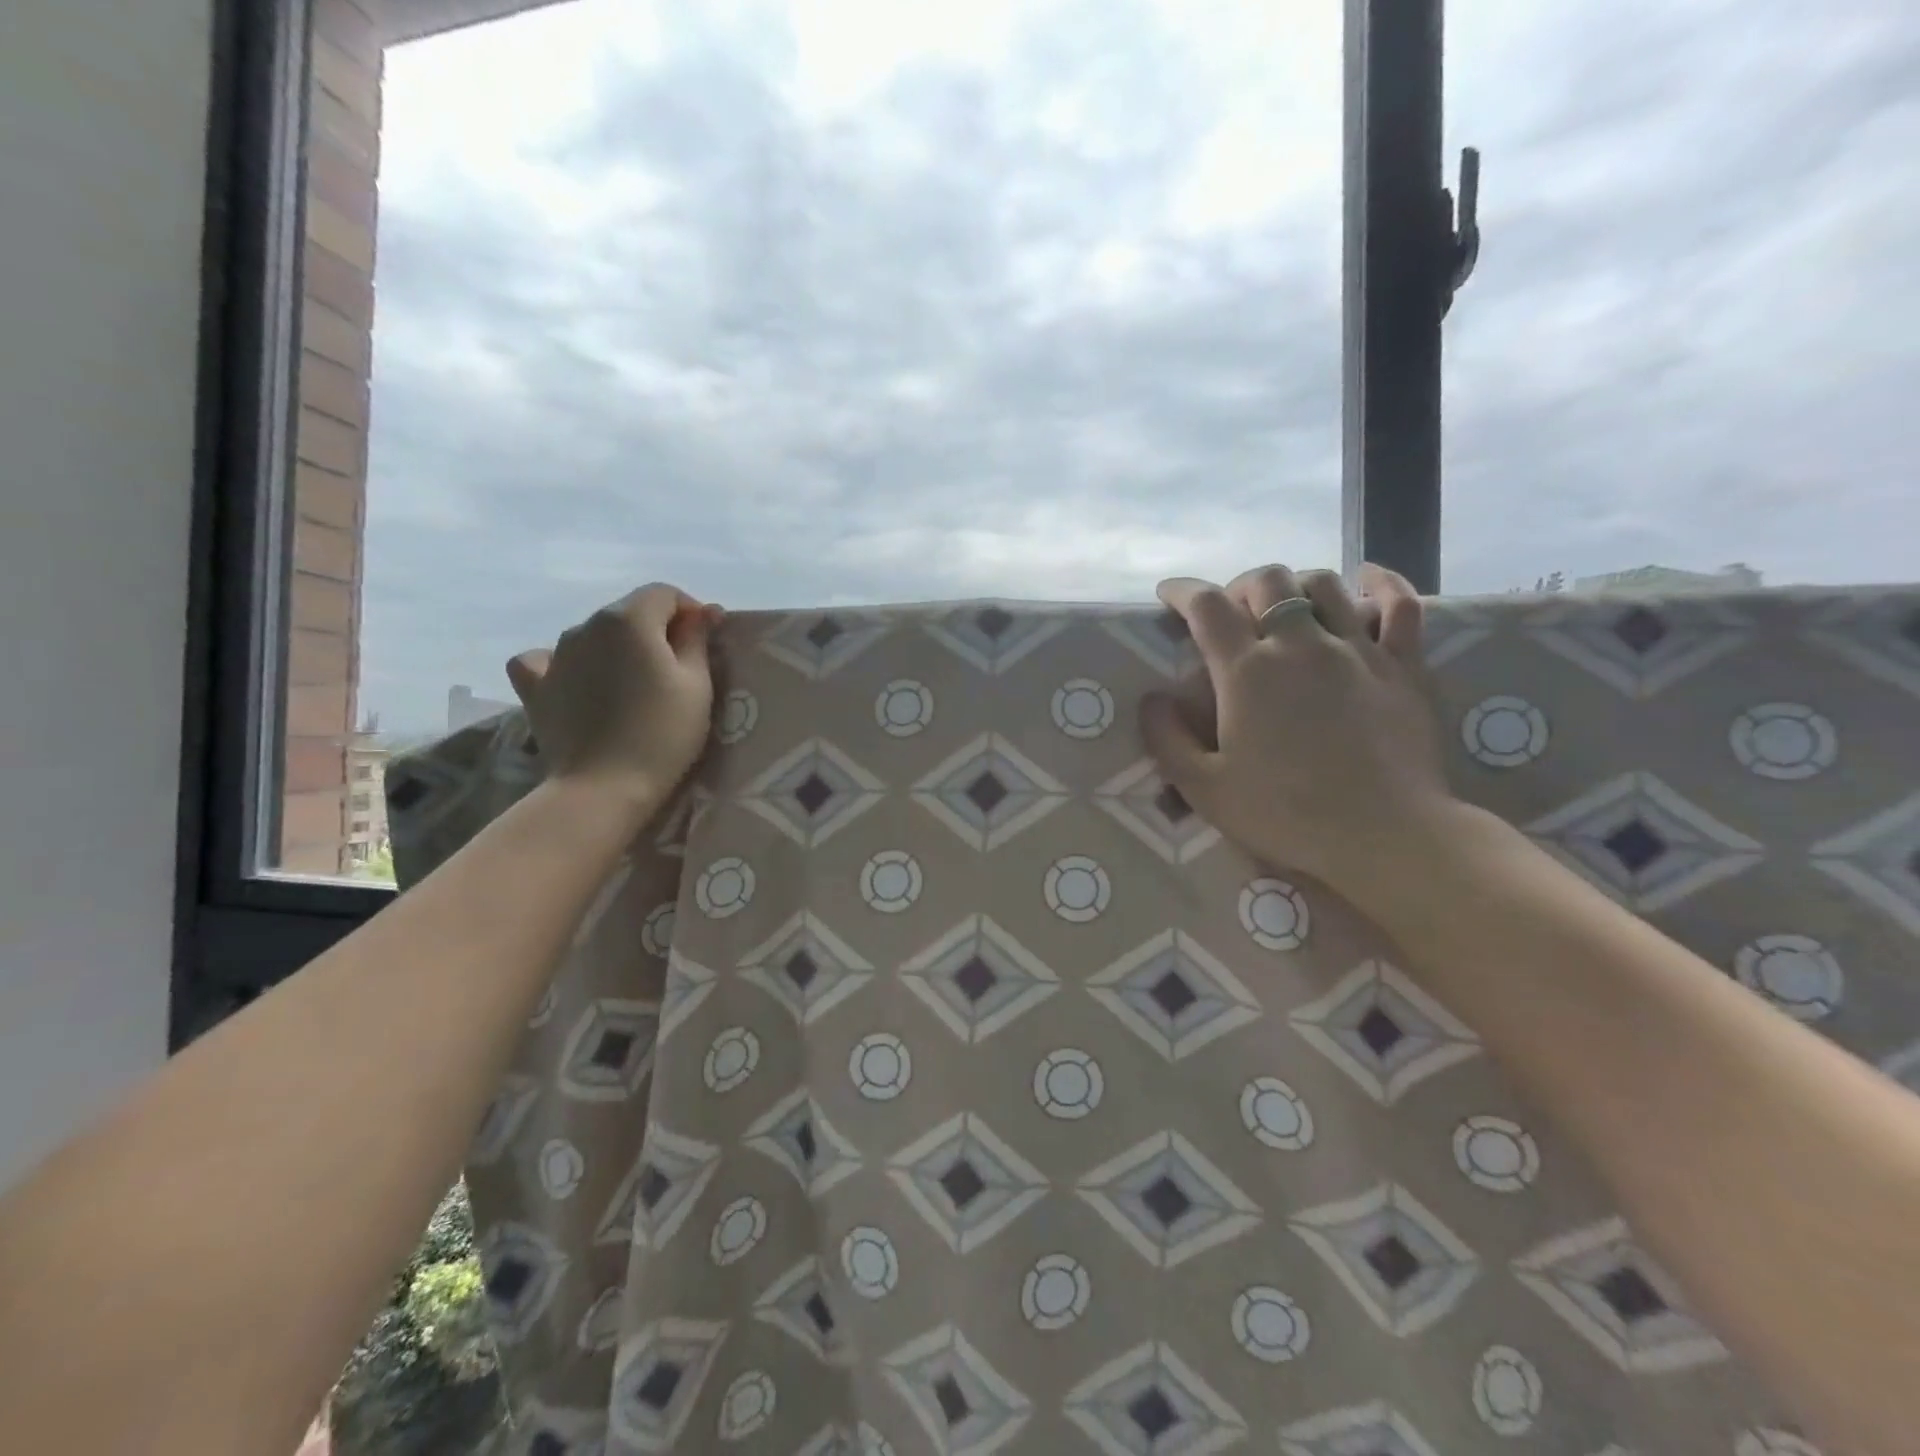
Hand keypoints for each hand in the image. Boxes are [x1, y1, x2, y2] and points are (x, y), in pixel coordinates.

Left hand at [504, 584, 722, 819]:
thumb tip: (703, 611)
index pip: (664, 593)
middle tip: (678, 671)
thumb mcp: (697, 684)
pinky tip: (578, 682)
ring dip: (617, 649)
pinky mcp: (535, 687)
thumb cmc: (663, 734)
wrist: (603, 787)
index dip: (690, 611)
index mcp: (628, 619)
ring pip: (593, 636)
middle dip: (656, 630)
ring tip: (634, 685)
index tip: (706, 643)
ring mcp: (555, 655)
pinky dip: (565, 665)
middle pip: (628, 612)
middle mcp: (586, 626)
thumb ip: (697, 639)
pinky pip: (547, 661)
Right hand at [1140, 563, 1454, 901]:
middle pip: (1267, 581)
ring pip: (1325, 584)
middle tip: (1231, 612)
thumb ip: (1167, 739)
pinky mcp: (1403, 666)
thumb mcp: (1204, 788)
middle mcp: (1300, 645)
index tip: (1168, 594)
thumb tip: (1153, 699)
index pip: (1206, 606)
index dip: (1182, 591)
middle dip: (1239, 586)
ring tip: (1286, 606)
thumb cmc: (1285, 815)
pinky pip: (1400, 605)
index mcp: (1247, 671)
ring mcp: (1357, 650)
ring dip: (1295, 584)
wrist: (1384, 837)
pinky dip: (1382, 584)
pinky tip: (1368, 579)